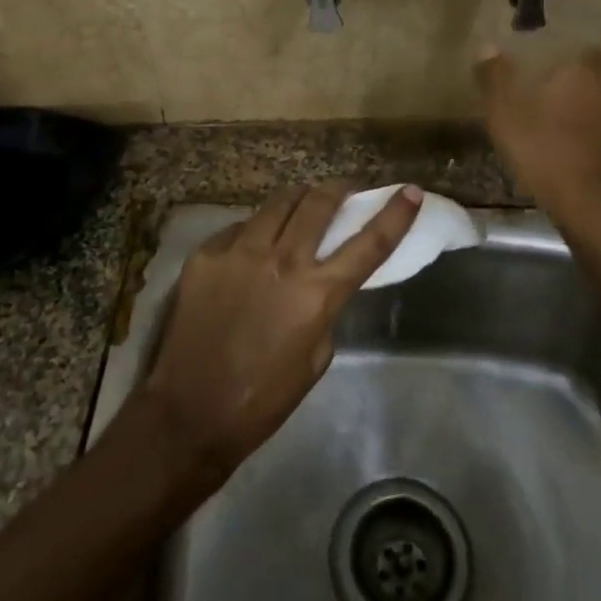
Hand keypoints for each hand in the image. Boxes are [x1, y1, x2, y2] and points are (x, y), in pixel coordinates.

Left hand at [140, 182, 421, 478]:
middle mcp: (282, 260)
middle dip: (338, 188)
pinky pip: (240, 227)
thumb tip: (321, 278)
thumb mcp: (316, 357)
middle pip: (319, 202)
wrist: (190, 412)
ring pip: (278, 203)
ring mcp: (240, 251)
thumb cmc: (263, 398)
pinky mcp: (207, 253)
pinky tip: (253, 246)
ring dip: (298, 200)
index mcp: (317, 293)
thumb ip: (325, 308)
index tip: (411, 190)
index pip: (369, 243)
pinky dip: (256, 230)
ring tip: (301, 205)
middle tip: (345, 189)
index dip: (395, 214)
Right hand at [474, 46, 600, 226]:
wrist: (598, 209)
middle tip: (553, 114)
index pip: (588, 54)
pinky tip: (588, 172)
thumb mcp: (505, 117)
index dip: (573, 63)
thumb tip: (487, 45)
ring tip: (568, 146)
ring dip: (594, 127)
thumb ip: (496, 79)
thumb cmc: (545, 154)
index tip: (556, 74)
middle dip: (580, 97)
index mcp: (582, 77)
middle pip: (598, 88)